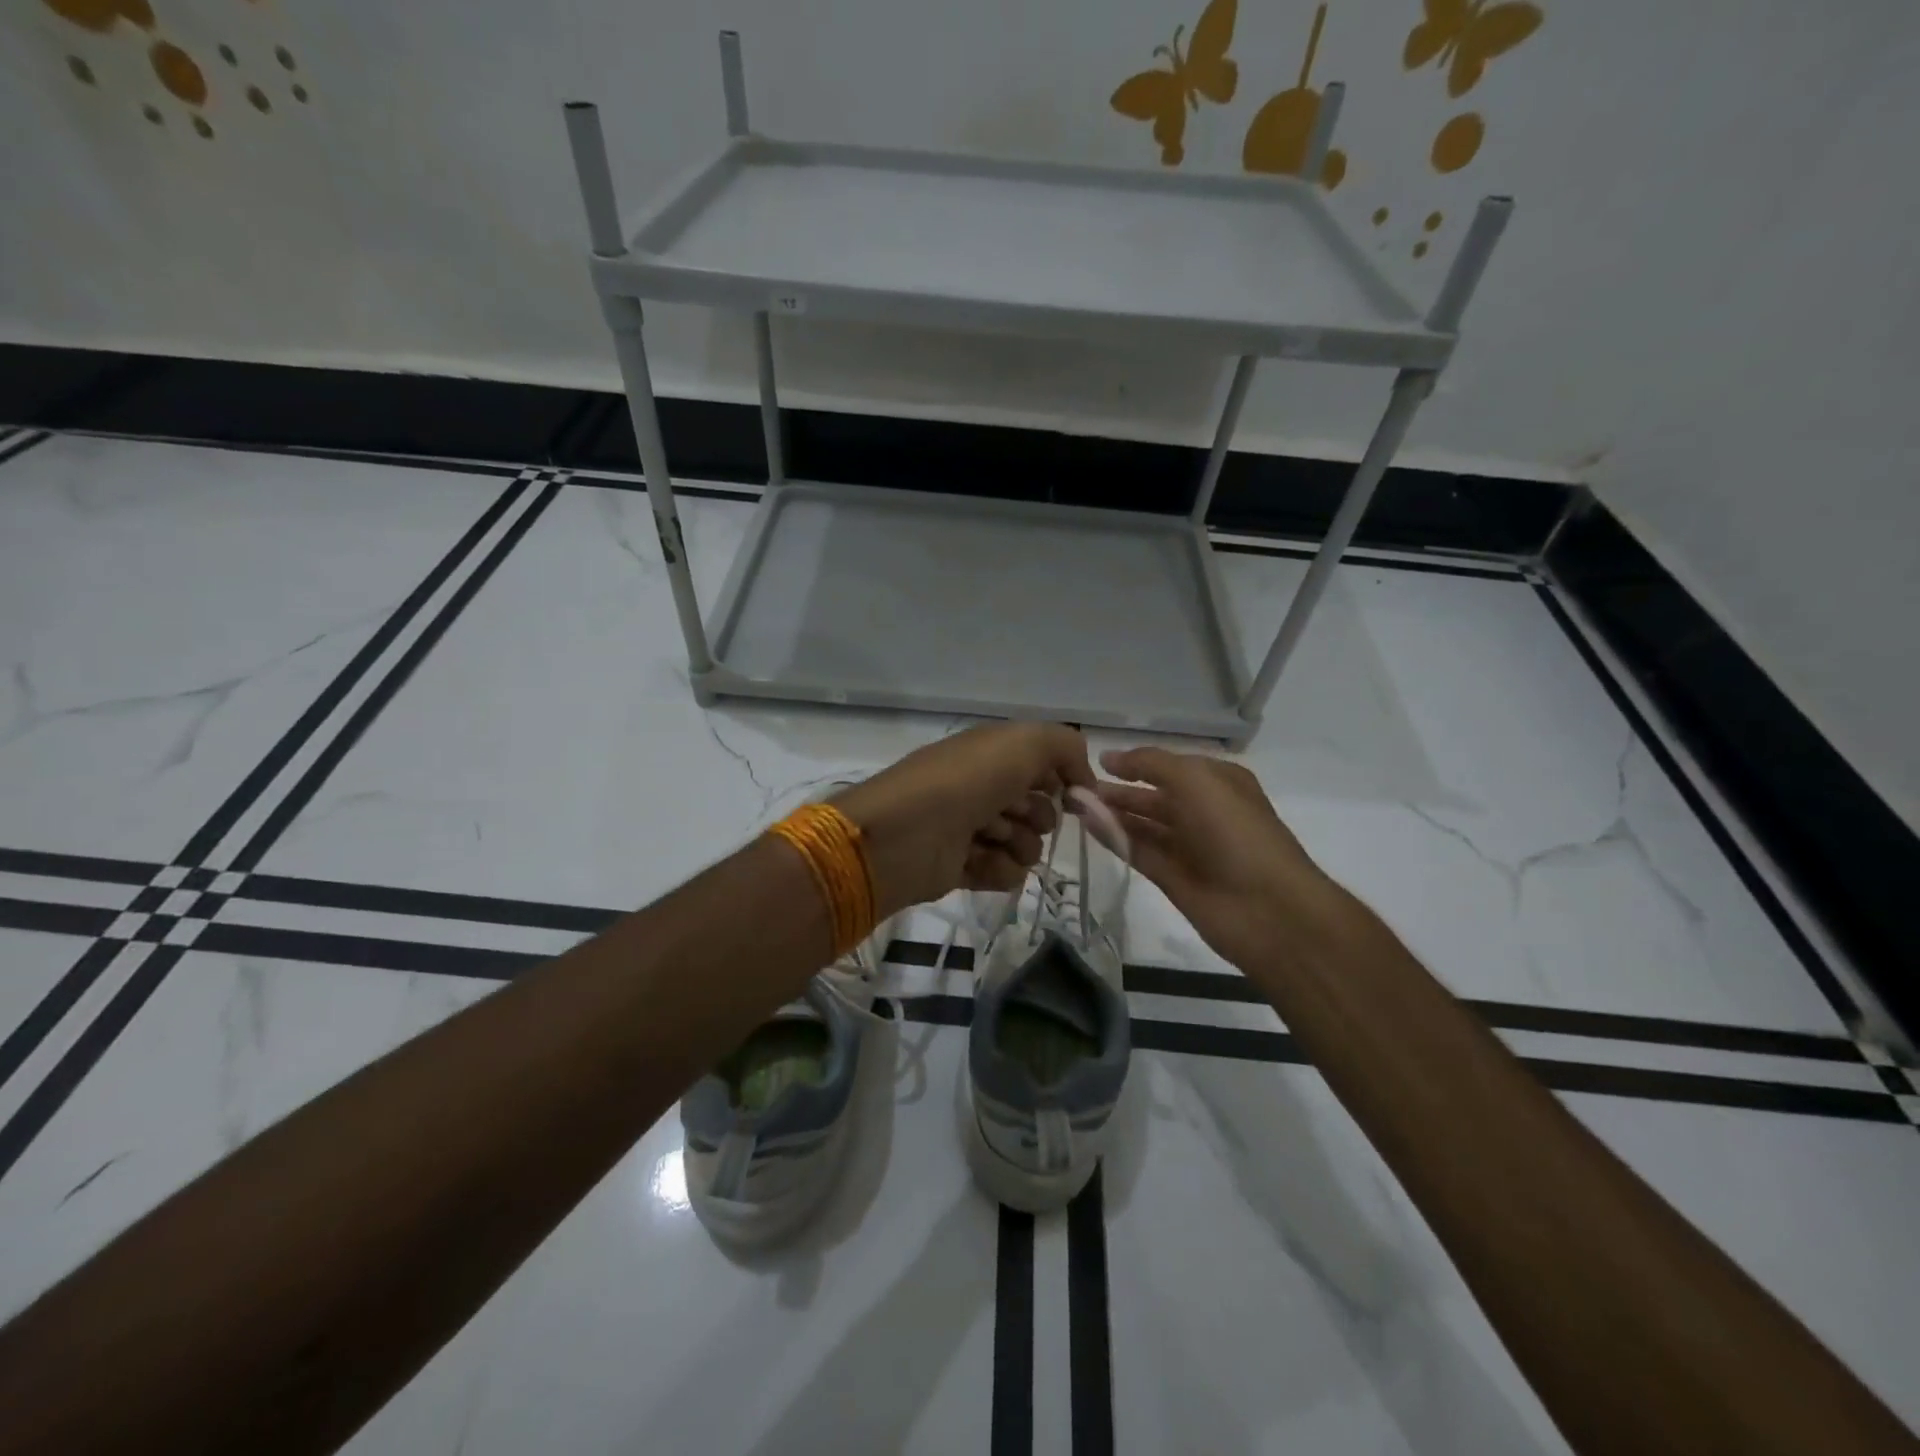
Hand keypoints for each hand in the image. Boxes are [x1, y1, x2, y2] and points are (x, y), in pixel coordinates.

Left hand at [834, 724, 1094, 914]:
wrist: (904, 834)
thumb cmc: (966, 781)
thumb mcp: (1025, 742)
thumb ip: (1066, 747)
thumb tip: (1082, 780)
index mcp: (991, 754)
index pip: (1043, 767)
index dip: (1061, 780)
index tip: (1073, 796)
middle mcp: (980, 787)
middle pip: (1036, 808)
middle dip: (1038, 815)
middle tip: (1018, 815)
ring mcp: (968, 828)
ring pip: (1024, 844)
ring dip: (1021, 844)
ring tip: (995, 840)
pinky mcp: (959, 867)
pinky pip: (1002, 873)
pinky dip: (1000, 870)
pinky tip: (984, 863)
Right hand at [1095, 747, 1344, 972]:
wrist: (1267, 908)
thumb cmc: (1233, 830)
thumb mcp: (1194, 780)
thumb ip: (1149, 764)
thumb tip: (1109, 758)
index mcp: (1218, 782)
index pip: (1170, 766)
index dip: (1136, 762)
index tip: (1097, 761)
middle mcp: (1204, 811)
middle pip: (1154, 795)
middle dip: (1118, 789)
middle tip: (1075, 786)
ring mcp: (1190, 847)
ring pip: (1144, 824)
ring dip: (1112, 813)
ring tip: (1074, 804)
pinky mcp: (1175, 878)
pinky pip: (1140, 851)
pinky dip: (1116, 838)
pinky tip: (1089, 826)